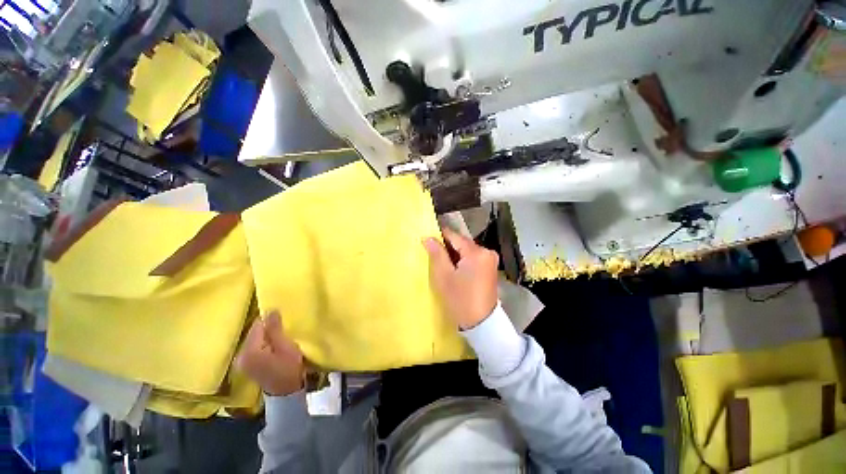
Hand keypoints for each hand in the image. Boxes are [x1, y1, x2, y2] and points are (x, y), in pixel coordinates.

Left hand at [236, 311, 304, 395]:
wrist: (286, 391)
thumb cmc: (288, 368)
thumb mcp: (286, 346)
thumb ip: (276, 329)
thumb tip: (271, 310)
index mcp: (249, 351)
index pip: (257, 326)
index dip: (270, 320)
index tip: (282, 320)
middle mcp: (240, 355)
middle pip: (253, 332)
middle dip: (267, 328)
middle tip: (283, 328)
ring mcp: (241, 360)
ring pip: (254, 338)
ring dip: (266, 335)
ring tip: (280, 336)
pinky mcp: (245, 364)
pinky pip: (253, 345)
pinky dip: (263, 342)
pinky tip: (273, 345)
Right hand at [423, 228, 498, 329]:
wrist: (481, 323)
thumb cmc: (460, 299)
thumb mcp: (444, 276)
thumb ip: (436, 254)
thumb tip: (427, 237)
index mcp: (476, 252)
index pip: (454, 236)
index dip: (440, 236)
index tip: (428, 239)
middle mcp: (487, 251)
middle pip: (462, 243)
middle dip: (447, 247)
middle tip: (433, 255)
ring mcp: (490, 260)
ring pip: (467, 250)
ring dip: (455, 254)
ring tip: (443, 264)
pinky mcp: (491, 267)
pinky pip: (473, 257)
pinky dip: (463, 260)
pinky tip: (455, 270)